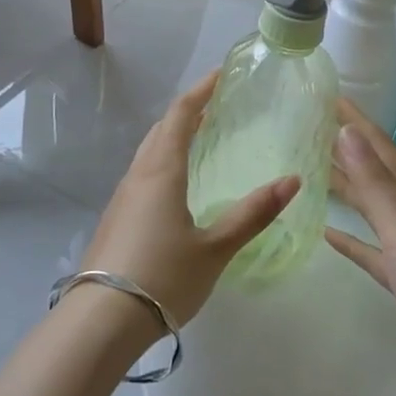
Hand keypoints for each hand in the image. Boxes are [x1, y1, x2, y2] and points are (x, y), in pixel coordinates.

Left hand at [77, 72, 298, 333]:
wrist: (101, 321)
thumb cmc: (164, 277)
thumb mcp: (216, 248)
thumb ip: (253, 214)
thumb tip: (293, 180)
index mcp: (162, 172)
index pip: (180, 116)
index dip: (200, 91)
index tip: (221, 75)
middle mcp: (138, 176)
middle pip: (161, 129)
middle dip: (187, 111)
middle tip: (216, 105)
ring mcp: (122, 198)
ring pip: (148, 152)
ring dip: (172, 136)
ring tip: (199, 138)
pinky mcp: (116, 219)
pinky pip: (142, 174)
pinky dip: (162, 160)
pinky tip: (176, 184)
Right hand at [325, 100, 395, 395]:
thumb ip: (375, 184)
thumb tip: (349, 132)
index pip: (384, 151)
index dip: (358, 124)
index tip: (333, 98)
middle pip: (378, 176)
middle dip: (350, 152)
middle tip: (315, 131)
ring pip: (375, 210)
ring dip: (349, 191)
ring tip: (317, 173)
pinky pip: (373, 252)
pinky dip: (353, 241)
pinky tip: (331, 235)